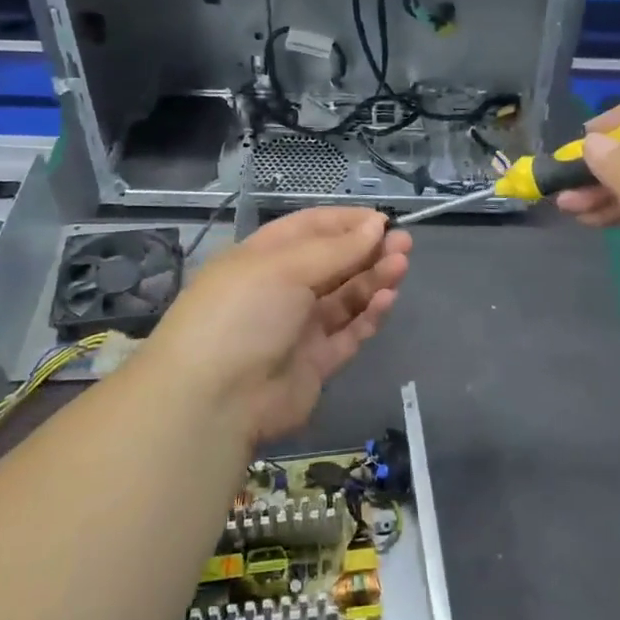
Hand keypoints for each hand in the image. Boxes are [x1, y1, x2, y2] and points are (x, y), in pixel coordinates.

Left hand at [135, 207, 411, 447]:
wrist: (215, 400)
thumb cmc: (243, 313)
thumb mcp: (286, 268)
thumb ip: (337, 249)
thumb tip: (376, 224)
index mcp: (263, 257)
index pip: (309, 229)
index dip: (346, 222)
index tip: (383, 220)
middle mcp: (281, 289)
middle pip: (332, 263)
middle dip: (367, 250)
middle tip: (404, 242)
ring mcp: (298, 328)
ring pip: (345, 297)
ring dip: (373, 279)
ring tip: (401, 265)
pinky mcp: (315, 363)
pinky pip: (348, 333)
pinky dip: (368, 315)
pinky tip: (387, 299)